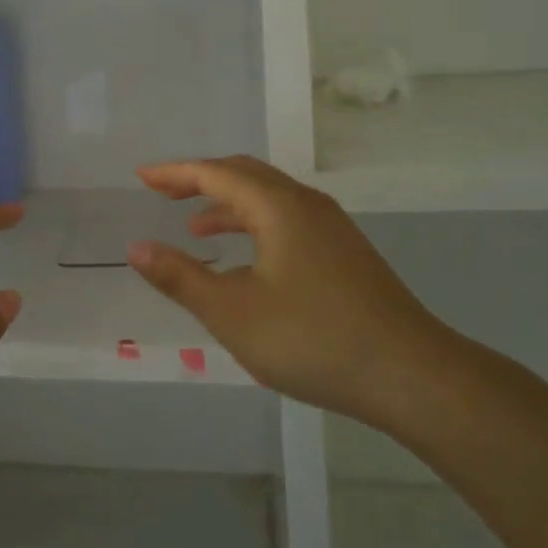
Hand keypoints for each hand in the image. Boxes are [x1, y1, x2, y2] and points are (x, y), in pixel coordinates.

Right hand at [127, 155, 452, 426]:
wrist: (411, 375)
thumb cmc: (312, 339)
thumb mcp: (232, 312)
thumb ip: (180, 278)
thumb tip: (137, 248)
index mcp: (278, 207)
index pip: (215, 173)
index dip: (175, 173)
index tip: (142, 177)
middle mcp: (306, 204)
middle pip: (245, 174)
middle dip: (201, 179)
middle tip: (164, 192)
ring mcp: (332, 227)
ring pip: (270, 197)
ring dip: (229, 203)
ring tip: (197, 227)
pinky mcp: (345, 252)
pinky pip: (287, 219)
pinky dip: (255, 224)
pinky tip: (248, 260)